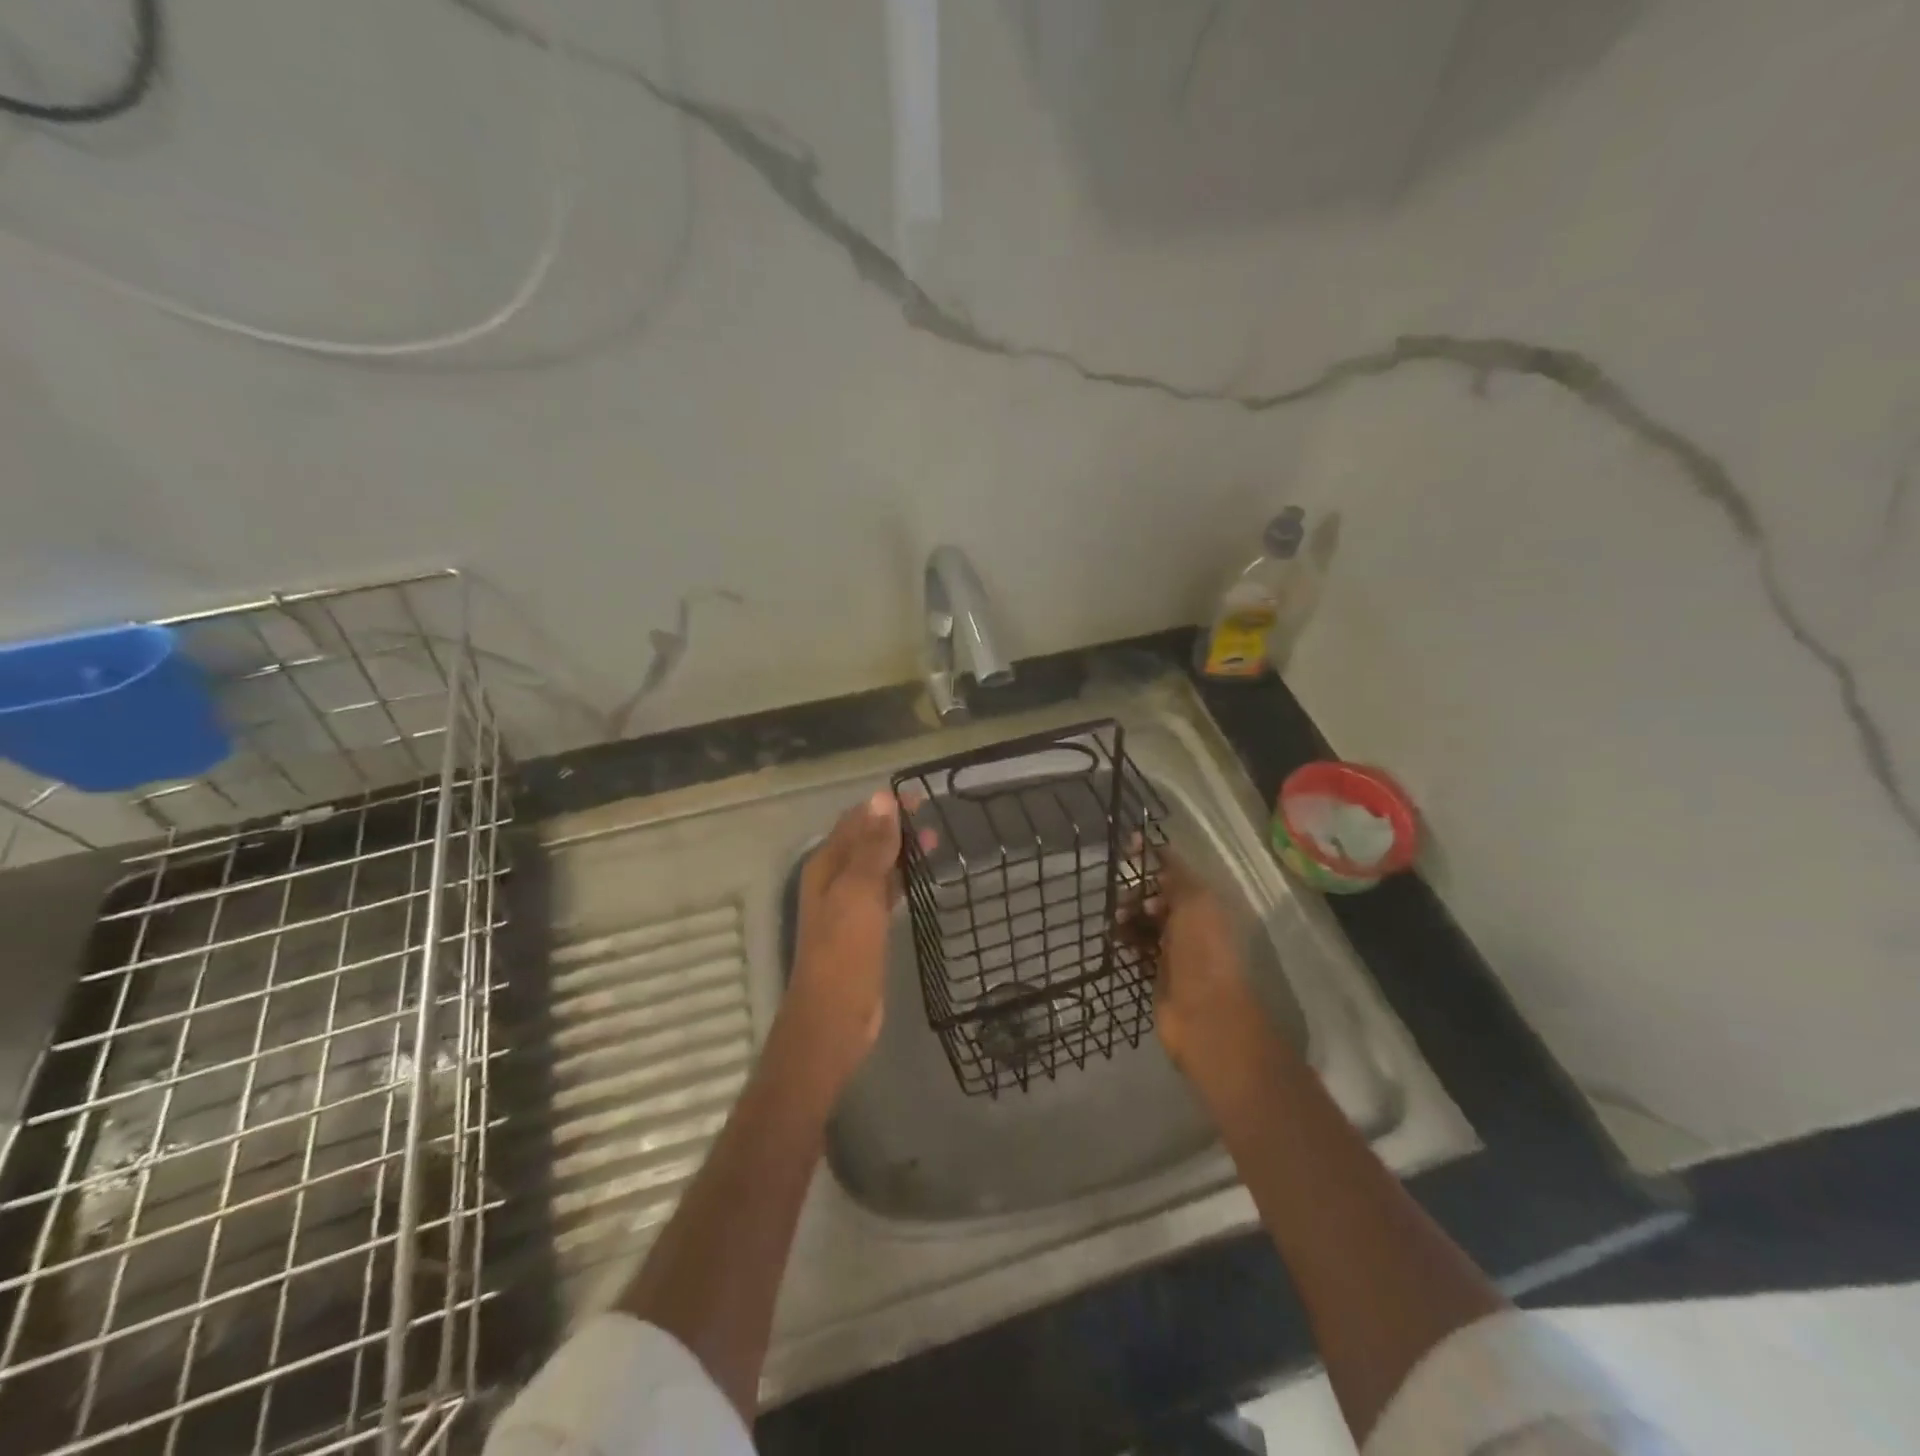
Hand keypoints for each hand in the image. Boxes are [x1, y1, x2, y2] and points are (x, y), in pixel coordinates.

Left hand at [781, 790, 910, 1090]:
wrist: (834, 1019)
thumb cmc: (844, 952)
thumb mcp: (859, 894)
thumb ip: (871, 847)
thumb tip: (882, 799)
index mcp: (826, 867)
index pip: (857, 821)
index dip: (885, 807)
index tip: (921, 798)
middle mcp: (834, 881)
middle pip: (866, 842)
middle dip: (896, 827)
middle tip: (934, 819)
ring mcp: (848, 907)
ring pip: (877, 867)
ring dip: (901, 852)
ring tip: (936, 842)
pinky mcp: (864, 930)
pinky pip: (884, 893)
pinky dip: (902, 880)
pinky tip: (922, 880)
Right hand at [1126, 846, 1265, 1073]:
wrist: (1204, 1015)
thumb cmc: (1202, 951)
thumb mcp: (1194, 902)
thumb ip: (1175, 873)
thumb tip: (1156, 849)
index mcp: (1206, 904)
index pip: (1176, 872)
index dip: (1153, 858)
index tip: (1129, 846)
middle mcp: (1193, 924)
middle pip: (1158, 897)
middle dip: (1138, 891)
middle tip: (1124, 900)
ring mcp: (1175, 949)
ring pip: (1146, 922)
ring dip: (1129, 915)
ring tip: (1116, 922)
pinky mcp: (1159, 972)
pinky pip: (1139, 946)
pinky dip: (1127, 939)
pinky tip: (1115, 939)